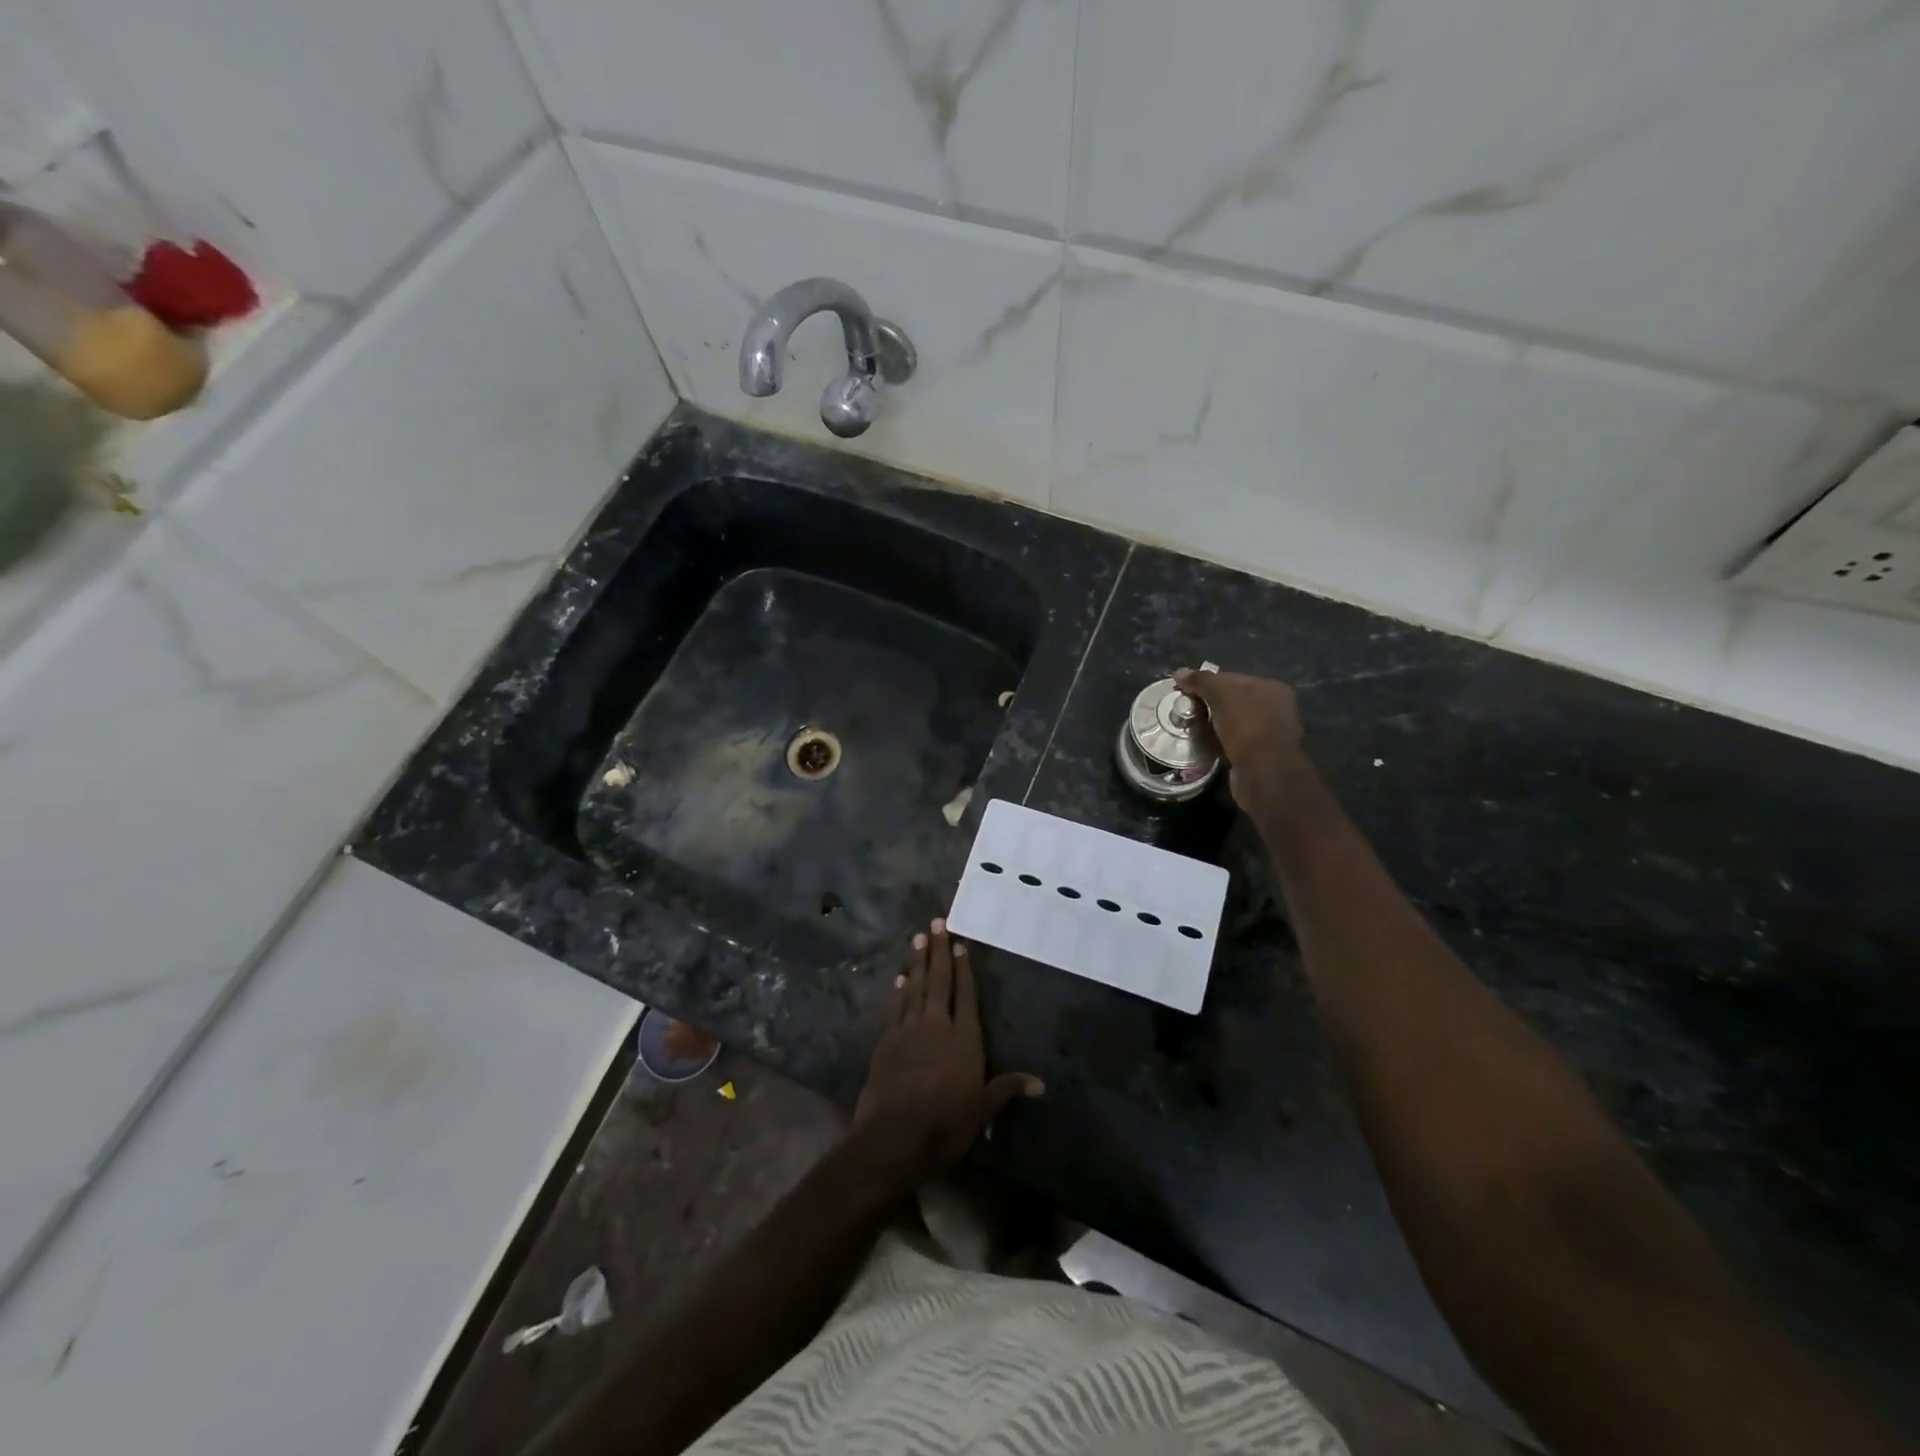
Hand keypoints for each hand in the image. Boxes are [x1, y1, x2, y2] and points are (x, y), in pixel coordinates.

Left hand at [854, 919, 1042, 1183]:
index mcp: (964, 1038)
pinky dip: (898, 991)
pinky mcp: (886, 1041)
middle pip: (938, 981)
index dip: (964, 970)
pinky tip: (899, 979)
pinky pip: (895, 1008)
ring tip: (918, 938)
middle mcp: (936, 1025)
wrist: (893, 1136)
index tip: (960, 945)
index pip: (965, 995)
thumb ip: (1007, 1089)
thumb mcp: (982, 1110)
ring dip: (917, 962)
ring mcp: (908, 1030)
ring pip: (914, 987)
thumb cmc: (945, 1123)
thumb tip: (1042, 1084)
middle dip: (938, 951)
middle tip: (936, 923)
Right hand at [1174, 668, 1307, 812]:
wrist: (1264, 771)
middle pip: (1233, 700)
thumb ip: (1201, 681)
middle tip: (1187, 710)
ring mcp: (1269, 733)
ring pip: (1233, 723)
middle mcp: (1275, 708)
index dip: (1208, 683)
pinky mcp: (1260, 756)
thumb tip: (1179, 673)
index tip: (1186, 691)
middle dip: (1210, 705)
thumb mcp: (1220, 694)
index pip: (1233, 678)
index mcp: (1271, 687)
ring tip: (1192, 728)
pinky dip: (1220, 742)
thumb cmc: (1246, 724)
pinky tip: (1206, 744)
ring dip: (1214, 725)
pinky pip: (1234, 742)